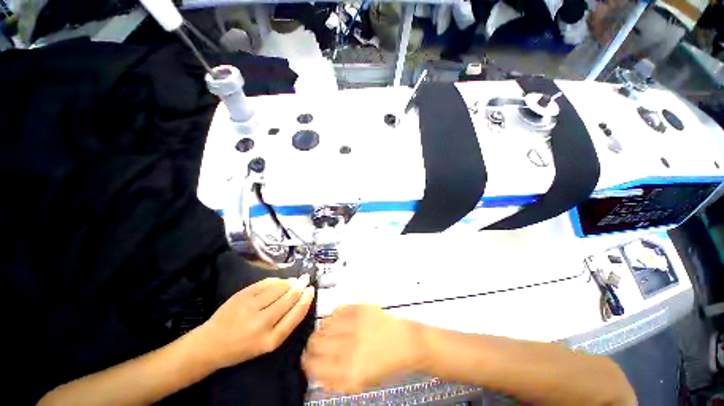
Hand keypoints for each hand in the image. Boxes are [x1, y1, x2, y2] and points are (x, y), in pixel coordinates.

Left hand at [196, 275, 314, 369]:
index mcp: (270, 340)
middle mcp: (261, 324)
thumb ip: (286, 322)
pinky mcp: (241, 296)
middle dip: (300, 286)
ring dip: (289, 282)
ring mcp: (250, 307)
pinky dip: (276, 280)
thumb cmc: (242, 347)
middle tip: (305, 279)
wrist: (210, 344)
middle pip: (289, 298)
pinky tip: (279, 281)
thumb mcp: (267, 343)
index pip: (296, 314)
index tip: (311, 289)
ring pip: (279, 288)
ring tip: (293, 281)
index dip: (306, 299)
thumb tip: (300, 296)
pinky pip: (265, 283)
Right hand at [302, 305, 423, 393]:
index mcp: (347, 372)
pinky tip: (338, 321)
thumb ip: (334, 380)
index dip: (306, 361)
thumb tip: (316, 371)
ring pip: (323, 325)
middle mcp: (348, 348)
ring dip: (322, 330)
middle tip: (317, 344)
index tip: (307, 359)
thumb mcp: (358, 383)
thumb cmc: (384, 365)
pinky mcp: (359, 309)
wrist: (404, 343)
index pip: (312, 364)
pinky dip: (333, 316)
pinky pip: (336, 310)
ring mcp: (353, 325)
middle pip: (314, 343)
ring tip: (328, 332)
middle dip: (312, 345)